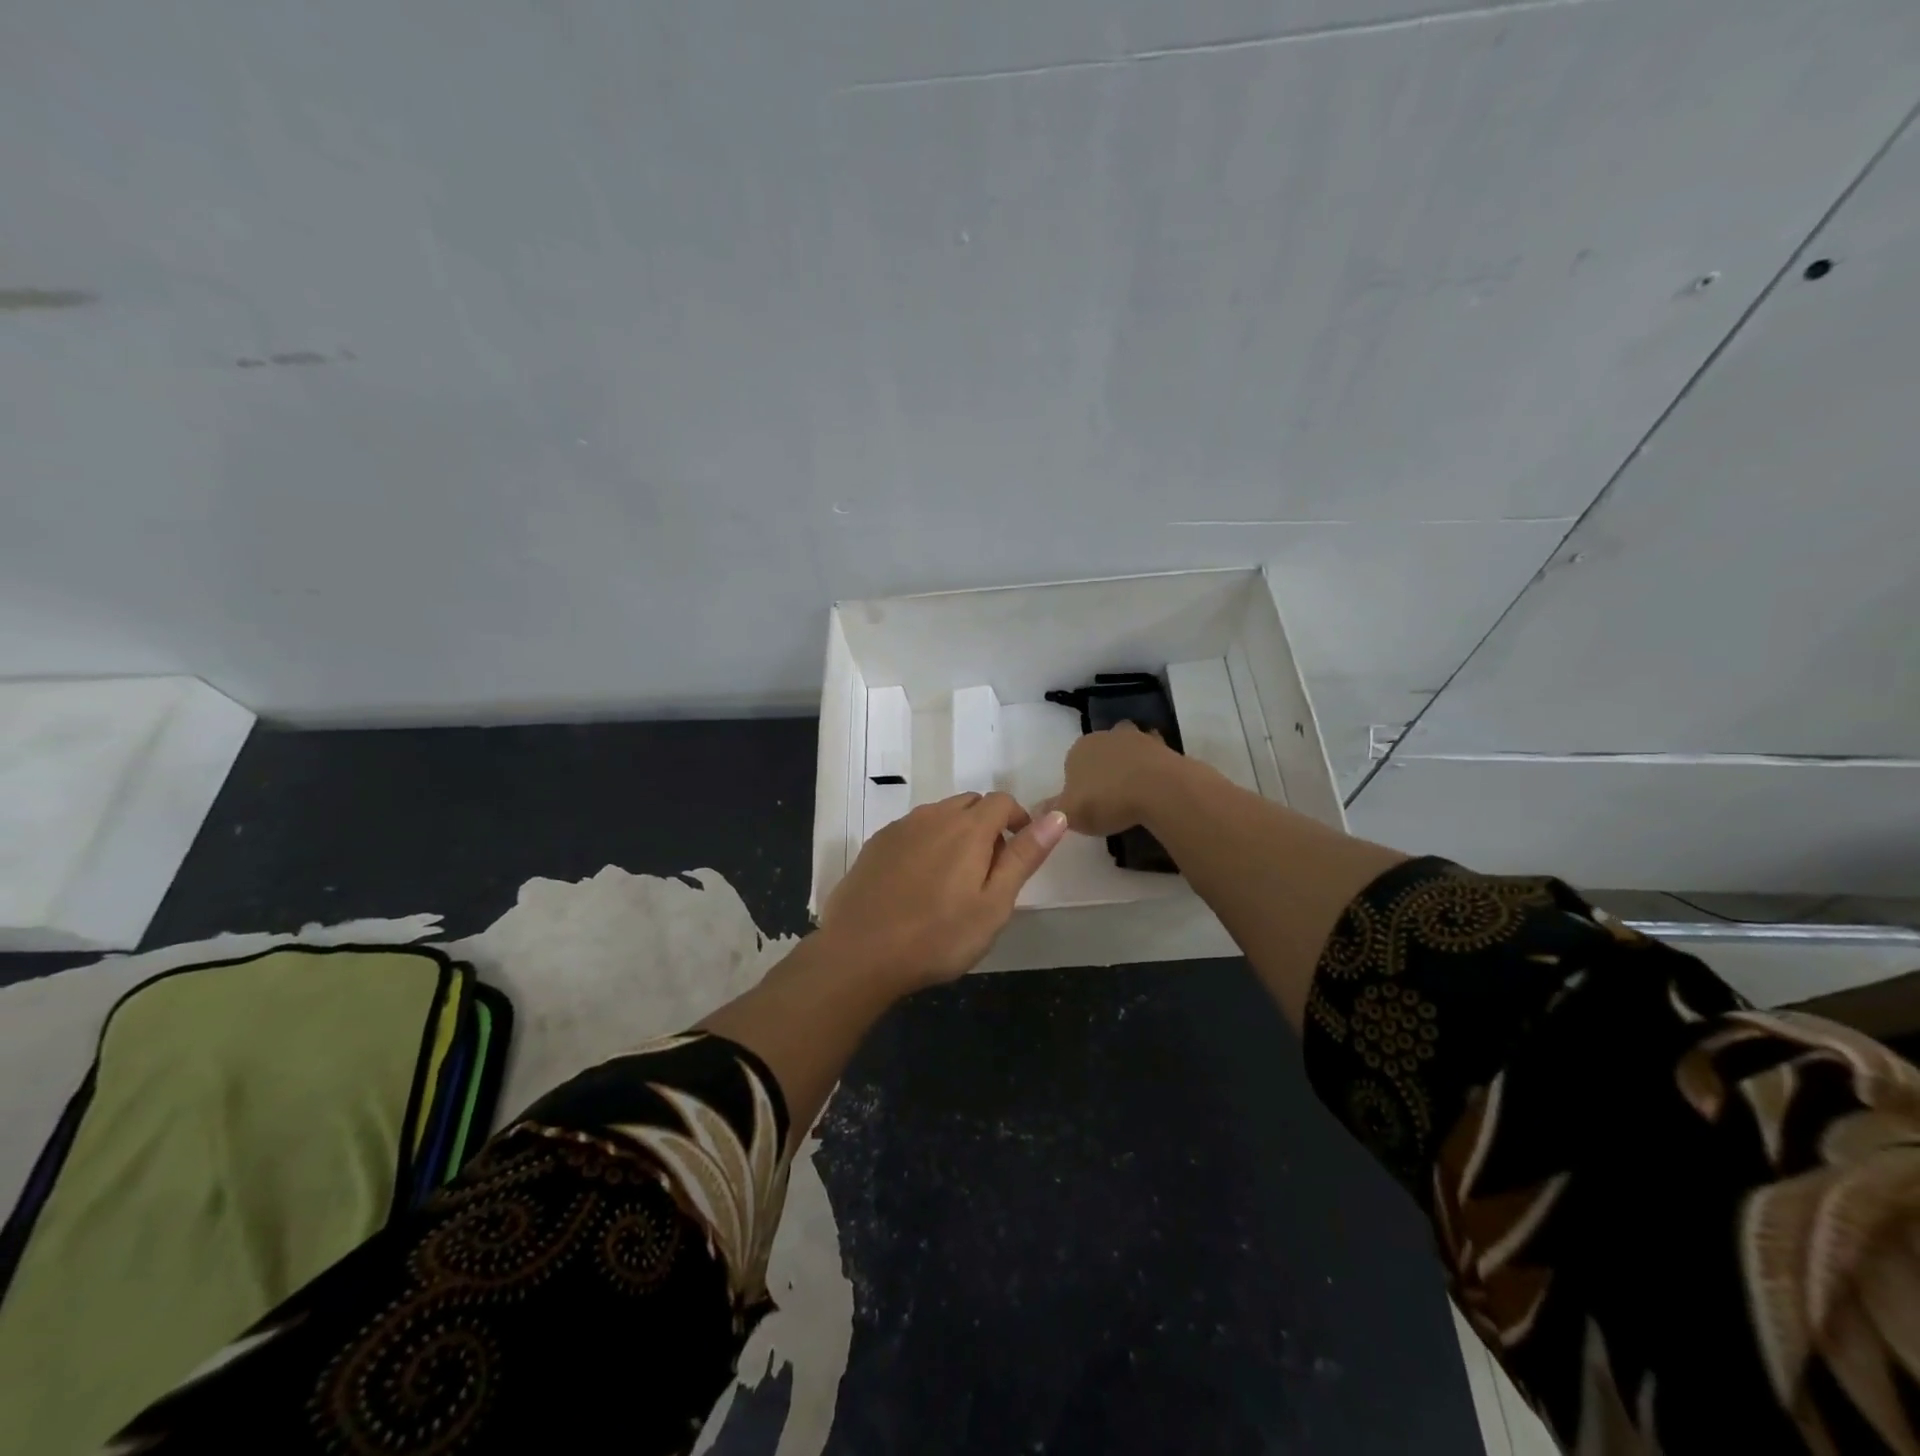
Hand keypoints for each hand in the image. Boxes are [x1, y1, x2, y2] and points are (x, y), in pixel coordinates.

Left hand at [819, 792, 1068, 989]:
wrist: (859, 953)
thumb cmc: (937, 936)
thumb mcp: (994, 904)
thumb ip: (1024, 856)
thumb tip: (1057, 815)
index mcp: (968, 827)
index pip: (1002, 801)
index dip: (1018, 820)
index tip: (1019, 853)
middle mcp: (933, 816)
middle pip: (970, 804)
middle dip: (987, 826)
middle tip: (988, 872)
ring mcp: (900, 828)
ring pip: (939, 816)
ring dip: (955, 834)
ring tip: (952, 881)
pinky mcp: (875, 844)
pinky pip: (912, 831)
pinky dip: (925, 844)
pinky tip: (917, 884)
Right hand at [1043, 721, 1185, 836]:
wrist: (1159, 790)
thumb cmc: (1107, 799)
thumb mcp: (1070, 813)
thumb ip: (1052, 811)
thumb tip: (1035, 811)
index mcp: (1079, 748)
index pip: (1072, 763)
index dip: (1077, 783)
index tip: (1086, 804)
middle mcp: (1107, 736)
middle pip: (1101, 752)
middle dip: (1103, 768)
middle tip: (1109, 797)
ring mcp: (1138, 739)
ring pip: (1128, 750)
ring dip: (1129, 765)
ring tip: (1133, 792)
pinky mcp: (1165, 747)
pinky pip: (1154, 759)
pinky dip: (1153, 769)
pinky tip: (1154, 789)